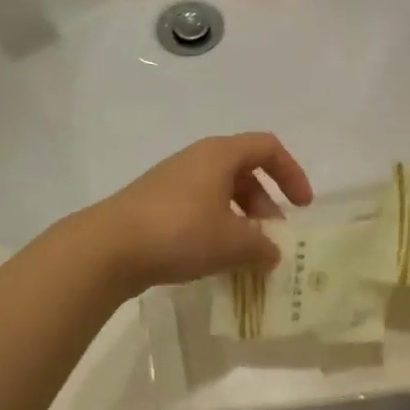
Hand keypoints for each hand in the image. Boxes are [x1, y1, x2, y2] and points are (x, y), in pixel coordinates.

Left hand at [88, 133, 313, 292]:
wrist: (107, 248)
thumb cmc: (179, 232)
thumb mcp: (232, 242)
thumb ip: (261, 246)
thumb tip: (272, 253)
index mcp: (219, 155)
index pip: (267, 148)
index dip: (291, 173)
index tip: (302, 206)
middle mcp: (197, 160)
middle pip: (245, 173)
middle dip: (266, 206)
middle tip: (272, 241)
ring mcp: (173, 182)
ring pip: (221, 194)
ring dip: (241, 221)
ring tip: (247, 257)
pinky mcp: (155, 205)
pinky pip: (199, 209)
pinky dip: (217, 229)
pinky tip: (215, 261)